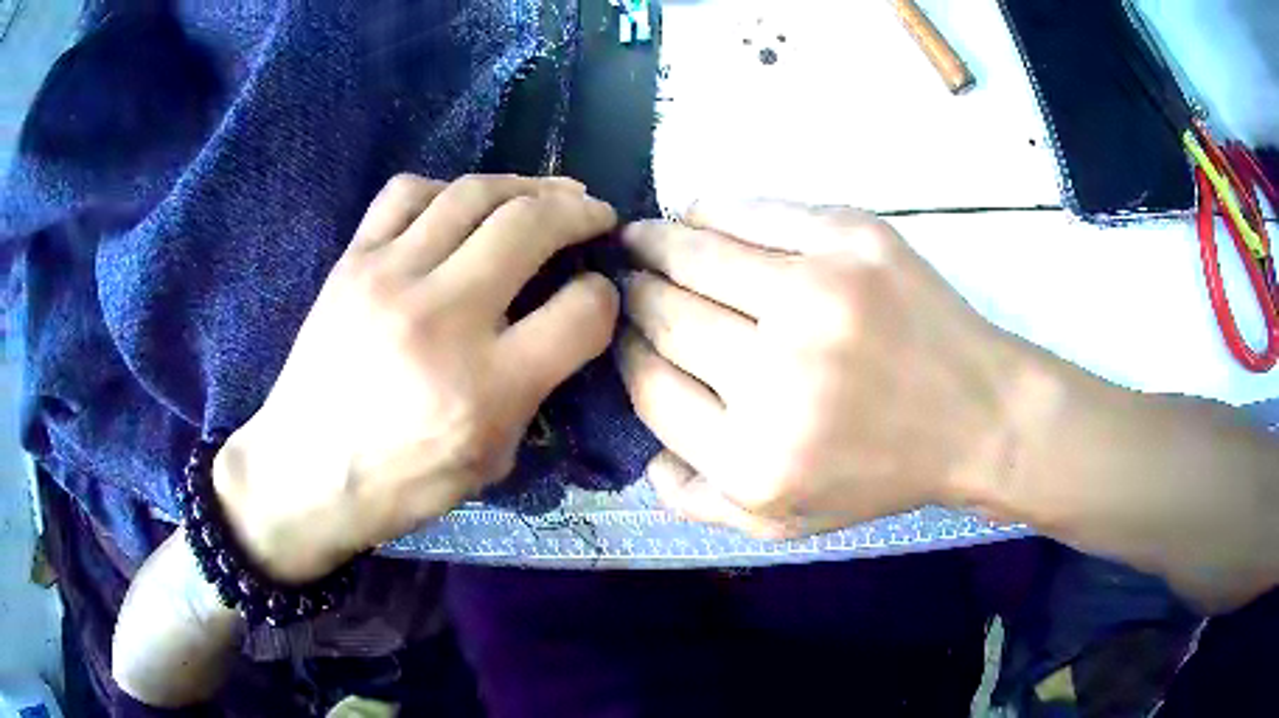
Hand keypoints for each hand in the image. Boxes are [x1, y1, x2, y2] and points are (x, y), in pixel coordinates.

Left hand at [214, 174, 619, 581]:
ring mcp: (389, 278)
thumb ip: (536, 388)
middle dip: (580, 212)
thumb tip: (563, 321)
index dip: (604, 298)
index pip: (581, 312)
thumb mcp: (492, 460)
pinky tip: (461, 205)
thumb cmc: (401, 483)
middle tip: (595, 214)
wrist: (304, 475)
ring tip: (547, 194)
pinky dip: (447, 189)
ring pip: (475, 192)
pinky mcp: (352, 261)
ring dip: (526, 185)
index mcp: (487, 387)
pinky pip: (407, 192)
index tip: (597, 294)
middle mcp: (442, 318)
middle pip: (532, 225)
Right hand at [618, 200, 1036, 538]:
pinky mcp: (854, 239)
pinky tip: (698, 217)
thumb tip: (641, 451)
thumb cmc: (882, 473)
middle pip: (664, 313)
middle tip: (627, 282)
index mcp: (753, 458)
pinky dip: (709, 212)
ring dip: (653, 243)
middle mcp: (779, 376)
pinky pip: (751, 210)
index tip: (628, 337)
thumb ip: (697, 501)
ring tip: (638, 239)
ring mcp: (820, 296)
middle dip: (632, 295)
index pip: (650, 384)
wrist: (980, 416)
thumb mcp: (783, 523)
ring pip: (693, 252)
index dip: (627, 354)